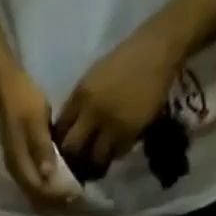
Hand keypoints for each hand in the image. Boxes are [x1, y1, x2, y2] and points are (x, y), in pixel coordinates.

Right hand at [0, 71, 65, 207]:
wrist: (9, 89)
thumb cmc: (25, 102)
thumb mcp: (36, 122)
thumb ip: (42, 148)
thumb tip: (48, 174)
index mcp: (19, 163)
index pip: (38, 190)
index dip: (56, 196)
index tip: (75, 194)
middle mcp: (17, 171)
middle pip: (36, 197)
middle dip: (55, 202)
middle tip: (76, 199)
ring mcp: (18, 169)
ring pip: (34, 194)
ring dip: (51, 198)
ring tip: (70, 196)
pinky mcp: (21, 164)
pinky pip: (34, 186)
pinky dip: (47, 190)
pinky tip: (60, 186)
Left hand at [56, 26, 182, 173]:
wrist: (155, 51)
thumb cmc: (123, 61)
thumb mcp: (93, 78)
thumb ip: (79, 104)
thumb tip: (68, 130)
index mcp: (80, 96)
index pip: (60, 129)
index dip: (59, 143)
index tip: (62, 151)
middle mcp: (92, 112)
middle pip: (73, 148)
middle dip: (73, 158)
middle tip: (78, 164)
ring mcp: (112, 124)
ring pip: (96, 157)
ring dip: (95, 162)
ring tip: (97, 163)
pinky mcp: (131, 131)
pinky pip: (117, 152)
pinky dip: (115, 154)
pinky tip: (115, 150)